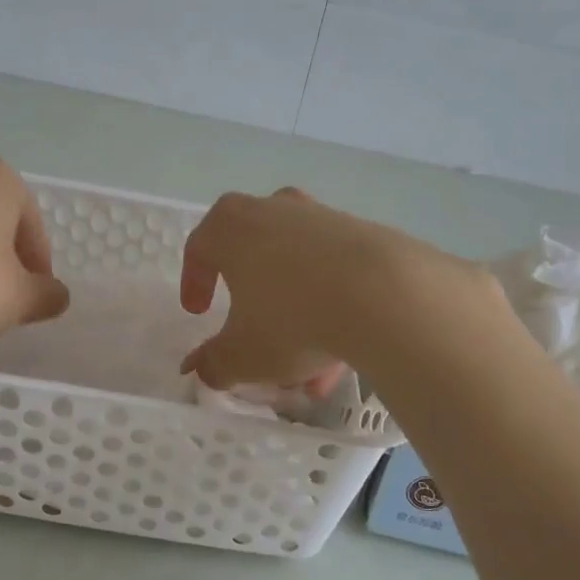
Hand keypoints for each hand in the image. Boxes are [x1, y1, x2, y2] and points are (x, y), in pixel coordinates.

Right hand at [179, 187, 487, 390]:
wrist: (385, 294)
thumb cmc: (292, 319)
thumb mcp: (242, 355)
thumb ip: (213, 364)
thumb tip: (199, 370)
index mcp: (231, 226)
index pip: (200, 248)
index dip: (194, 282)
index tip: (198, 312)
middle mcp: (273, 209)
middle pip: (253, 258)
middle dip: (252, 306)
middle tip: (254, 338)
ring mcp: (321, 217)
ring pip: (298, 271)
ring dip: (297, 316)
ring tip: (310, 370)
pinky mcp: (363, 232)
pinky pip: (335, 273)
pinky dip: (331, 308)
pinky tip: (344, 351)